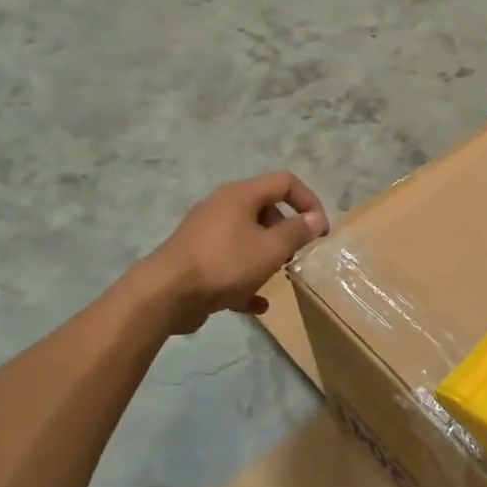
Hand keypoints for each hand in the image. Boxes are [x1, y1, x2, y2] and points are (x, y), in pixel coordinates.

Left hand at [145, 172, 328, 333]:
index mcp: (240, 195)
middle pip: (265, 209)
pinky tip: (256, 303)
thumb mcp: (271, 249)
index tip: (320, 231)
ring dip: (266, 255)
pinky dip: (245, 278)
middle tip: (296, 255)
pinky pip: (229, 263)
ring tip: (277, 277)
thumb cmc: (225, 264)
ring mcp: (206, 233)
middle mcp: (222, 206)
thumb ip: (297, 232)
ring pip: (247, 237)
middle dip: (286, 231)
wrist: (166, 294)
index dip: (309, 202)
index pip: (285, 182)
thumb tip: (315, 219)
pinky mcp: (196, 258)